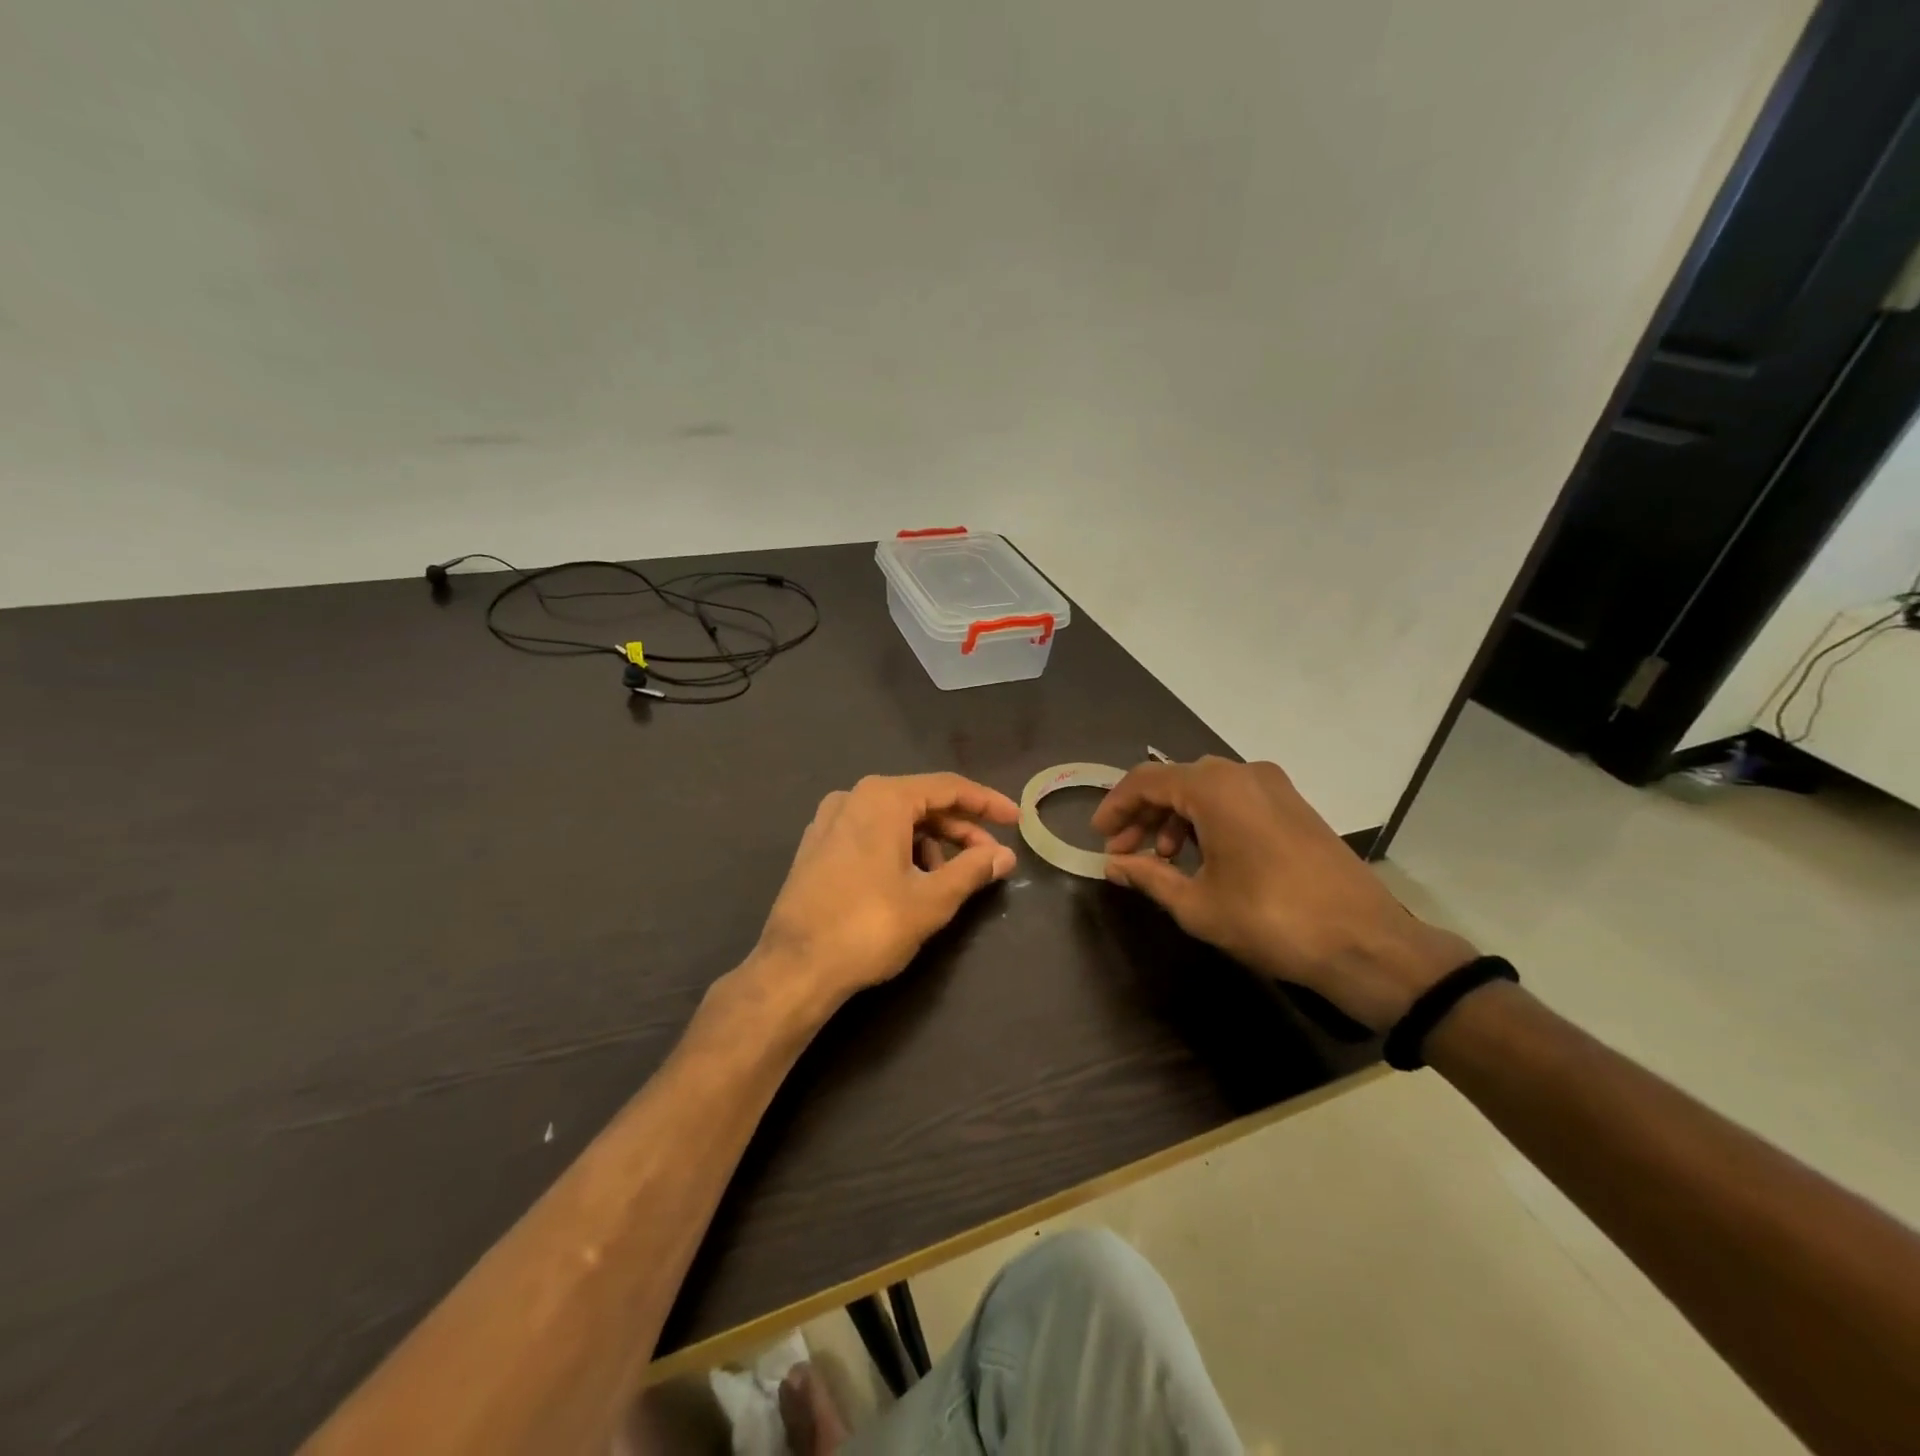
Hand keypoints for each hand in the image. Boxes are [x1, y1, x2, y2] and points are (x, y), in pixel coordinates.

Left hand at [749, 773, 1019, 1017]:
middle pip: (921, 802)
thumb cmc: (869, 927)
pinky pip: (870, 833)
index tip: (1016, 820)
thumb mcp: (932, 899)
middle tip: (990, 858)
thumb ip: (972, 870)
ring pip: (895, 820)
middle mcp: (854, 797)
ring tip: (947, 880)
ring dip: (929, 843)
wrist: (794, 968)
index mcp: (883, 798)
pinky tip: (909, 881)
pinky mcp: (816, 846)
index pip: (949, 788)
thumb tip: (1005, 855)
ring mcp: (829, 820)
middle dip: (959, 830)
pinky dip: (899, 849)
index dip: (987, 803)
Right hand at [1091, 756, 1475, 1031]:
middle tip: (1123, 851)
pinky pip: (1236, 799)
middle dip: (1144, 814)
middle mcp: (1244, 774)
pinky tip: (1202, 857)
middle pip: (1176, 781)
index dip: (1115, 806)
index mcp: (1215, 788)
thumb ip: (1148, 876)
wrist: (1366, 943)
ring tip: (1161, 859)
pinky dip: (1208, 820)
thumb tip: (1113, 865)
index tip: (1099, 836)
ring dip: (1175, 818)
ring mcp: (1275, 787)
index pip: (1146, 780)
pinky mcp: (1294, 806)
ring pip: (1206, 789)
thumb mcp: (1197, 904)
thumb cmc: (1271, 920)